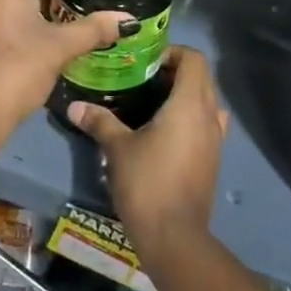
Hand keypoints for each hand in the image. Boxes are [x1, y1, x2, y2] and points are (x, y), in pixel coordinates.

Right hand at [69, 46, 226, 255]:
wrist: (175, 238)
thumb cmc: (147, 183)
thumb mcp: (118, 149)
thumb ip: (99, 122)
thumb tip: (74, 106)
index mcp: (190, 104)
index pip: (194, 59)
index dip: (172, 52)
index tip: (146, 62)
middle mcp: (209, 116)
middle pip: (201, 78)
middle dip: (175, 72)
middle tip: (143, 80)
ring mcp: (216, 140)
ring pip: (206, 102)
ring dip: (185, 96)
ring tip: (153, 104)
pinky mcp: (213, 160)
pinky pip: (206, 125)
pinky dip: (190, 118)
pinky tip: (163, 133)